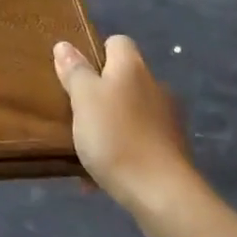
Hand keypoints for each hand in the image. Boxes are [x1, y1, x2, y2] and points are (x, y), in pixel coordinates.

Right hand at [53, 36, 198, 224]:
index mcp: (132, 67)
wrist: (161, 193)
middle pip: (124, 79)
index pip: (117, 42)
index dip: (96, 53)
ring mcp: (167, 119)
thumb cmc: (115, 136)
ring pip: (130, 113)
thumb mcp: (83, 99)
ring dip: (110, 125)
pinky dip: (121, 152)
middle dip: (101, 94)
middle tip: (75, 112)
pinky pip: (139, 142)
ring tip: (86, 148)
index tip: (77, 74)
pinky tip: (100, 176)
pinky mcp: (172, 150)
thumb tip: (65, 46)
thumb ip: (74, 71)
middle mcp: (154, 86)